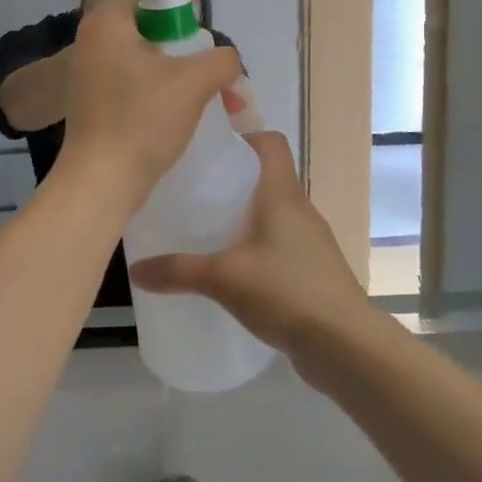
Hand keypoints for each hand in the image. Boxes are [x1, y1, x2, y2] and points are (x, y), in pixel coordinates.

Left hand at [57, 0, 242, 213]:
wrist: (102, 181)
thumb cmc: (143, 119)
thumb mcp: (195, 81)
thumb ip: (222, 59)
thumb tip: (227, 61)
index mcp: (106, 21)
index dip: (182, 8)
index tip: (204, 32)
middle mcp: (91, 40)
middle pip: (149, 28)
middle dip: (185, 45)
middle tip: (209, 65)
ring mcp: (88, 74)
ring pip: (144, 59)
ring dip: (177, 72)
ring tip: (205, 92)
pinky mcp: (93, 103)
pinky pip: (133, 84)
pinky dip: (158, 91)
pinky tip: (180, 111)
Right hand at [128, 131, 376, 360]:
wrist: (345, 345)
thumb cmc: (287, 291)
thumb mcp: (224, 278)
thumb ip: (178, 270)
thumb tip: (136, 269)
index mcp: (282, 193)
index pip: (270, 142)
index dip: (243, 136)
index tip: (209, 151)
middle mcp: (299, 209)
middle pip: (266, 177)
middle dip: (231, 181)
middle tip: (192, 192)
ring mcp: (309, 242)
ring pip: (272, 214)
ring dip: (243, 218)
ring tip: (204, 231)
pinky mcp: (312, 271)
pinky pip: (278, 246)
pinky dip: (255, 249)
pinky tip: (230, 272)